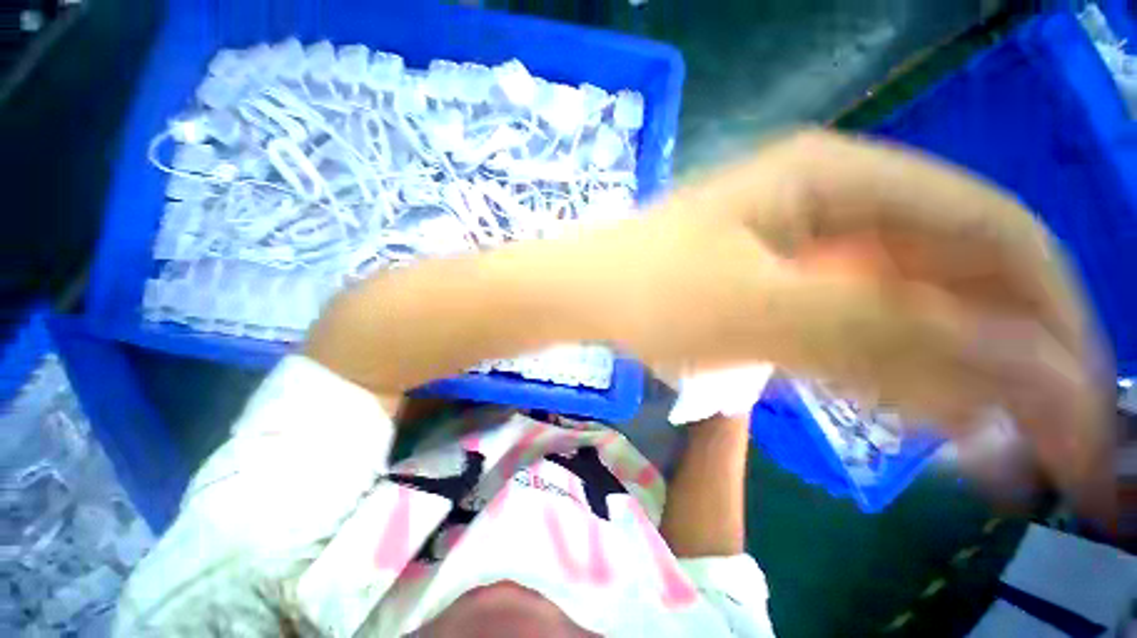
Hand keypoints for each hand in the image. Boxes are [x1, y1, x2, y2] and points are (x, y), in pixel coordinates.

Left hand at [593, 131, 1113, 524]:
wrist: (587, 294)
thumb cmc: (648, 290)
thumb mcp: (758, 307)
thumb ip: (886, 331)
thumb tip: (1019, 369)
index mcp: (838, 178)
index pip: (992, 232)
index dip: (1048, 312)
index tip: (1078, 395)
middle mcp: (832, 201)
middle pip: (956, 270)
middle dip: (1007, 351)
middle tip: (1045, 440)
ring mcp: (802, 243)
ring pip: (908, 301)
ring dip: (953, 369)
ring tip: (995, 443)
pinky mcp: (774, 280)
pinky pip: (854, 321)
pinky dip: (891, 364)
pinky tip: (917, 409)